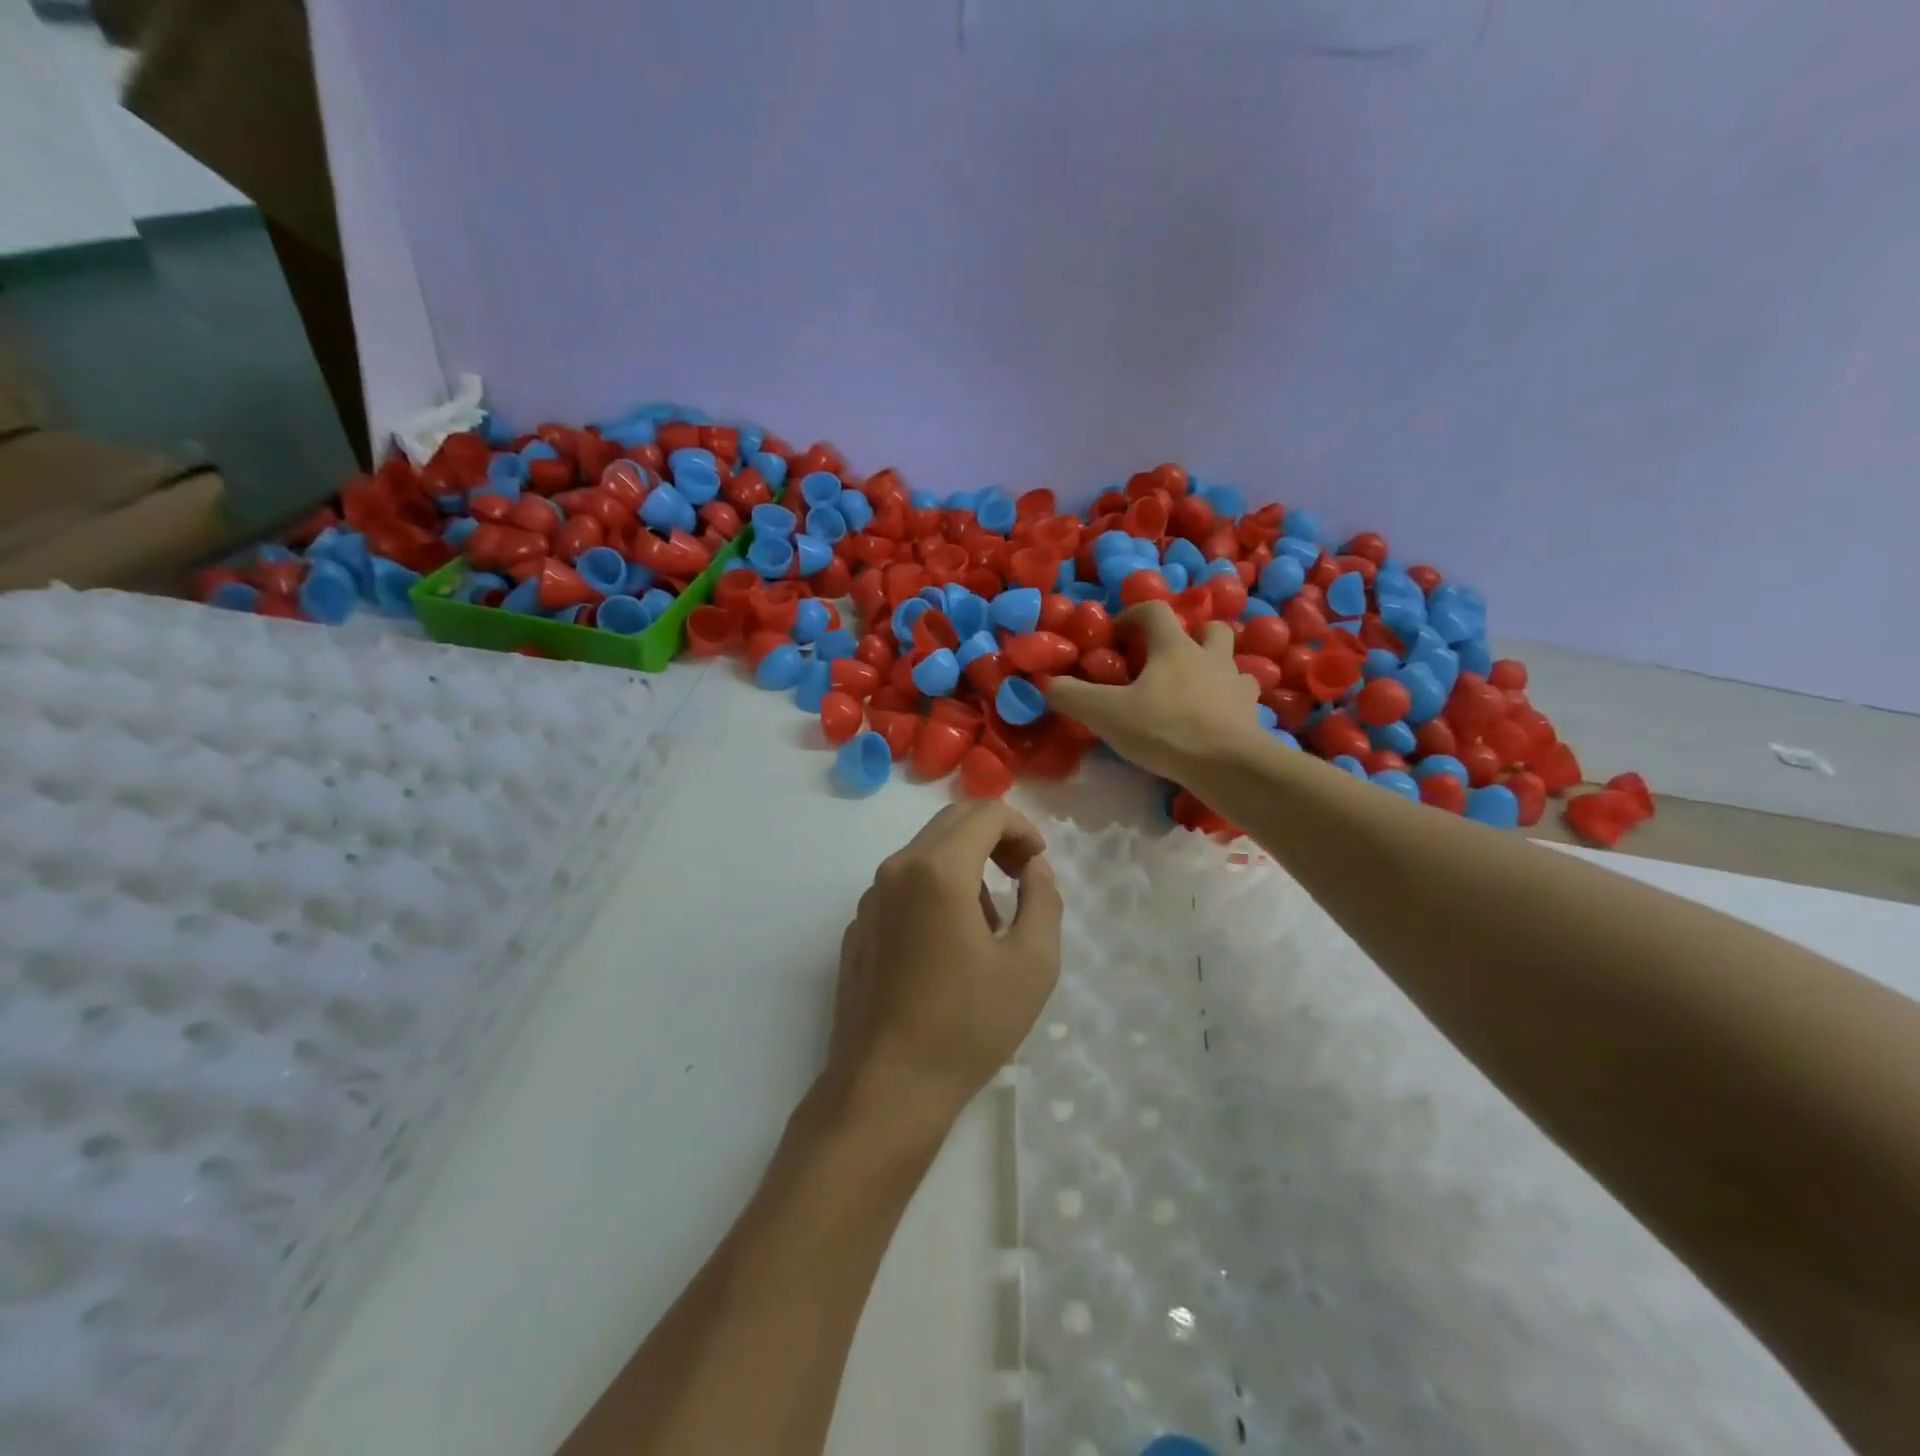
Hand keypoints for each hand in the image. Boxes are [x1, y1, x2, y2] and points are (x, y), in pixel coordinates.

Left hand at [826, 804, 1063, 1126]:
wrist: (886, 1088)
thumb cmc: (967, 1025)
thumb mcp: (1031, 964)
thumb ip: (1043, 900)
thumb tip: (1032, 868)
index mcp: (938, 870)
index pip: (986, 813)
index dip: (1022, 828)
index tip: (1038, 864)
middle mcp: (896, 870)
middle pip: (952, 822)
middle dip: (995, 837)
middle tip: (1022, 876)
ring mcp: (870, 899)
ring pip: (926, 853)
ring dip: (966, 865)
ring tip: (991, 922)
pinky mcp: (858, 928)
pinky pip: (904, 886)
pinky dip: (936, 891)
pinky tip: (949, 946)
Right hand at [1045, 600, 1261, 782]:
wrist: (1228, 765)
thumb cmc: (1164, 729)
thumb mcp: (1105, 713)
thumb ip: (1072, 696)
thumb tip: (1047, 683)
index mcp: (1174, 647)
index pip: (1154, 611)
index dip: (1132, 617)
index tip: (1116, 638)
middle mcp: (1210, 656)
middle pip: (1208, 628)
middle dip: (1188, 636)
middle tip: (1165, 661)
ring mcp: (1236, 684)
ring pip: (1230, 661)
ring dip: (1212, 667)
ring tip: (1191, 690)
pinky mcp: (1251, 713)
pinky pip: (1242, 696)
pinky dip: (1228, 700)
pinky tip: (1213, 717)